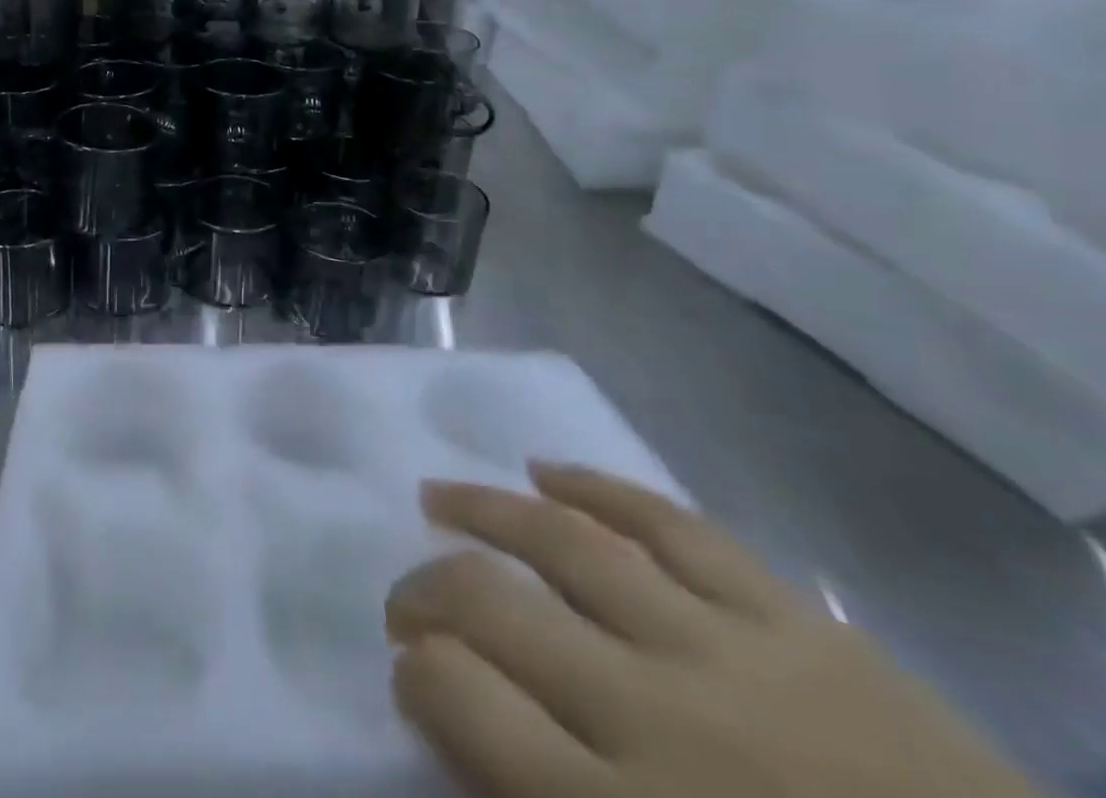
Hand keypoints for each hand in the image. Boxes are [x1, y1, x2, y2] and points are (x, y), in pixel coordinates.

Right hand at [386, 465, 1043, 797]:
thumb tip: (461, 736)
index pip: (462, 706)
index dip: (416, 677)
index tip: (408, 674)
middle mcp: (658, 722)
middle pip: (495, 610)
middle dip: (426, 591)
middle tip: (405, 597)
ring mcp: (730, 656)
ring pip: (566, 545)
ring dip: (485, 511)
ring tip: (438, 495)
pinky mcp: (797, 622)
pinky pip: (672, 524)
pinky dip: (598, 487)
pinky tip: (545, 468)